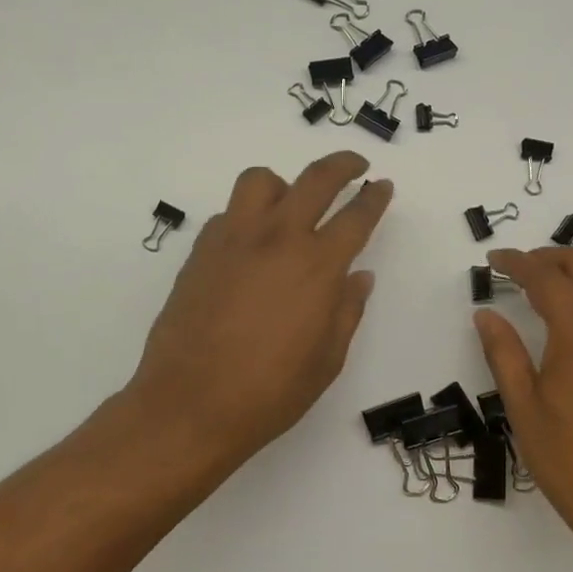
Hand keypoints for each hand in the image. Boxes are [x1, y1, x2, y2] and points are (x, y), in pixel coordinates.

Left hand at [122, 152, 391, 487]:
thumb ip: (346, 310)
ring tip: (290, 206)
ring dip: (284, 184)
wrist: (189, 406)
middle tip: (355, 167)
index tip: (382, 186)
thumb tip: (359, 277)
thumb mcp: (327, 360)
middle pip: (315, 179)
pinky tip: (250, 248)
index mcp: (317, 267)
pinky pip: (229, 215)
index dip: (374, 197)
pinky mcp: (200, 252)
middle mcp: (277, 240)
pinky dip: (247, 217)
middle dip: (342, 165)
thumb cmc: (269, 392)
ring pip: (260, 181)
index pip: (356, 216)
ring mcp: (233, 240)